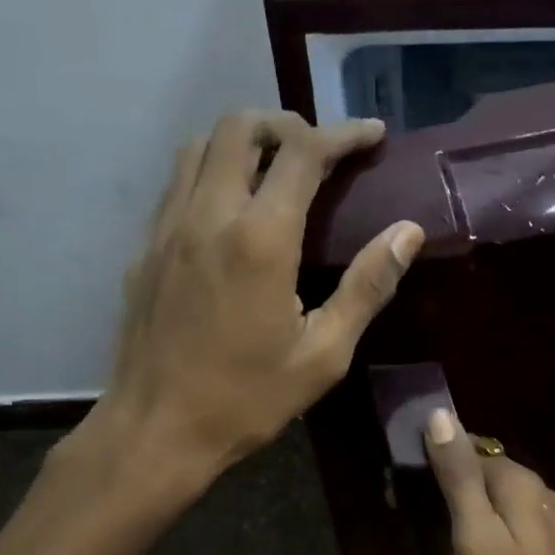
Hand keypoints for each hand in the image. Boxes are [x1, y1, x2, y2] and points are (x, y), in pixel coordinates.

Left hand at [66, 110, 423, 492]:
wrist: (156, 430)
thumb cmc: (247, 398)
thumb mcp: (324, 354)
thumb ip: (367, 286)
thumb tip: (408, 232)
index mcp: (260, 239)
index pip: (304, 153)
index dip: (343, 134)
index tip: (373, 135)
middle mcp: (208, 215)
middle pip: (240, 126)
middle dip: (287, 125)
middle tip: (321, 152)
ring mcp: (168, 227)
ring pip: (200, 145)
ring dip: (244, 141)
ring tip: (277, 170)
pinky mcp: (146, 247)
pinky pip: (179, 182)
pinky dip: (213, 171)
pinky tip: (233, 210)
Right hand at [424, 409, 554, 554]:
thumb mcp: (476, 536)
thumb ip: (460, 477)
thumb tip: (441, 413)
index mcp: (525, 484)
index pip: (477, 451)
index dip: (445, 460)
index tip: (412, 482)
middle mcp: (549, 494)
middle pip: (497, 475)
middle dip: (463, 485)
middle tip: (426, 514)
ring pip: (513, 502)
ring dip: (483, 511)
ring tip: (453, 539)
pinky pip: (526, 527)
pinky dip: (503, 532)